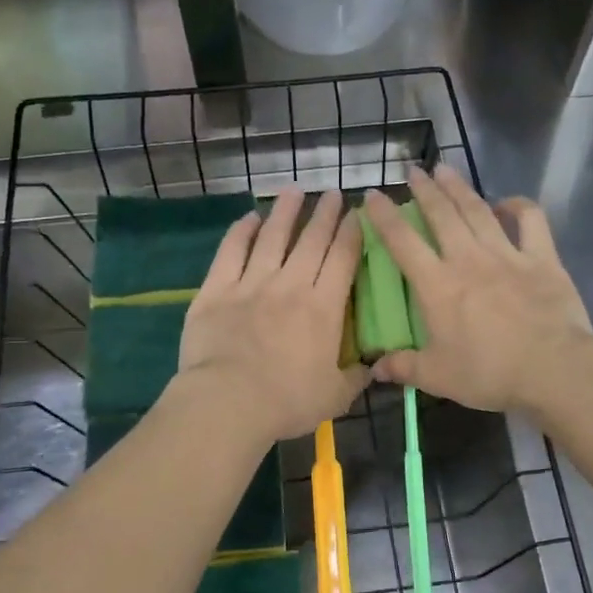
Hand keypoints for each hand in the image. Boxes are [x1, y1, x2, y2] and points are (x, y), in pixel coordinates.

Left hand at [175, 189, 368, 442]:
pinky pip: (231, 251)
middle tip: (333, 193)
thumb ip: (356, 377)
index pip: (343, 258)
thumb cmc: (287, 401)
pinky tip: (249, 218)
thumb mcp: (335, 396)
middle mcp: (291, 284)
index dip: (352, 232)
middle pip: (312, 239)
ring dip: (285, 211)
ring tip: (294, 191)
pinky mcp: (217, 289)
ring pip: (272, 236)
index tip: (358, 213)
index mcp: (324, 307)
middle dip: (325, 213)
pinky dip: (241, 231)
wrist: (228, 402)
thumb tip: (375, 366)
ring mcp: (251, 283)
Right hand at [363, 166, 592, 414]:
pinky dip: (518, 205)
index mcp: (438, 285)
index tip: (372, 195)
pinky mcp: (541, 258)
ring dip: (459, 187)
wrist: (553, 369)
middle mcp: (468, 259)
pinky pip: (530, 220)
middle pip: (441, 214)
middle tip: (413, 170)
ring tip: (445, 169)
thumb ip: (403, 368)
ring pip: (477, 210)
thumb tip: (373, 368)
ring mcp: (507, 254)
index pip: (402, 242)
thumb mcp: (437, 376)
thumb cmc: (489, 372)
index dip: (384, 216)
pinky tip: (506, 202)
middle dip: (424, 190)